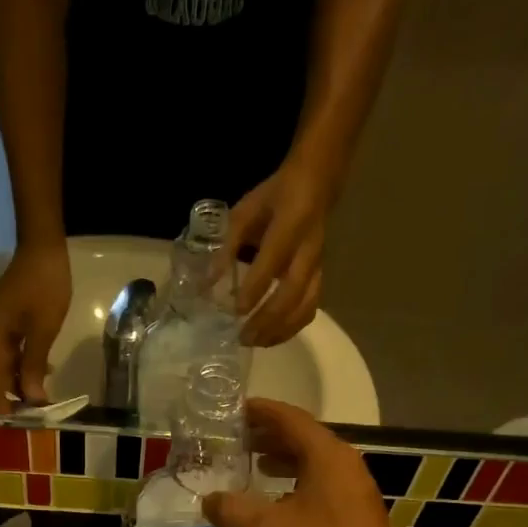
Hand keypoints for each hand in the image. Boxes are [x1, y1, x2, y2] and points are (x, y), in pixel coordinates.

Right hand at [0, 241, 71, 414]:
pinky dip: (8, 369)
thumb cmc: (46, 287)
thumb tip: (32, 399)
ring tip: (28, 397)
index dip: (0, 404)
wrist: (42, 249)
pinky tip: (33, 373)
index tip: (11, 425)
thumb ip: (34, 365)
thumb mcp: (44, 329)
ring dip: (1, 383)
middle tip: (15, 412)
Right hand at [200, 399, 419, 526]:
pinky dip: (293, 488)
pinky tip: (273, 508)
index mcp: (328, 457)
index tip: (232, 409)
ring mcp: (354, 495)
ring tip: (250, 467)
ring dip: (281, 463)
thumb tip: (209, 499)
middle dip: (268, 437)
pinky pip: (319, 490)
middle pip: (303, 440)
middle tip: (233, 439)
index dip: (260, 412)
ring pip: (312, 467)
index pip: (290, 419)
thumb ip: (232, 510)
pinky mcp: (355, 521)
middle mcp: (346, 468)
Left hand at [225, 158, 334, 346]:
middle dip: (266, 319)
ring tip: (256, 342)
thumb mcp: (245, 212)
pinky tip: (272, 337)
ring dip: (280, 330)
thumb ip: (227, 246)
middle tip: (243, 337)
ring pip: (305, 306)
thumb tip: (207, 283)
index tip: (235, 310)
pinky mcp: (321, 277)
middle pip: (291, 293)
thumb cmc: (275, 197)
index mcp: (290, 224)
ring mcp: (318, 266)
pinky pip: (310, 308)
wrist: (316, 184)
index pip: (272, 261)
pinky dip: (292, 328)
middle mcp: (308, 250)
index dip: (254, 288)